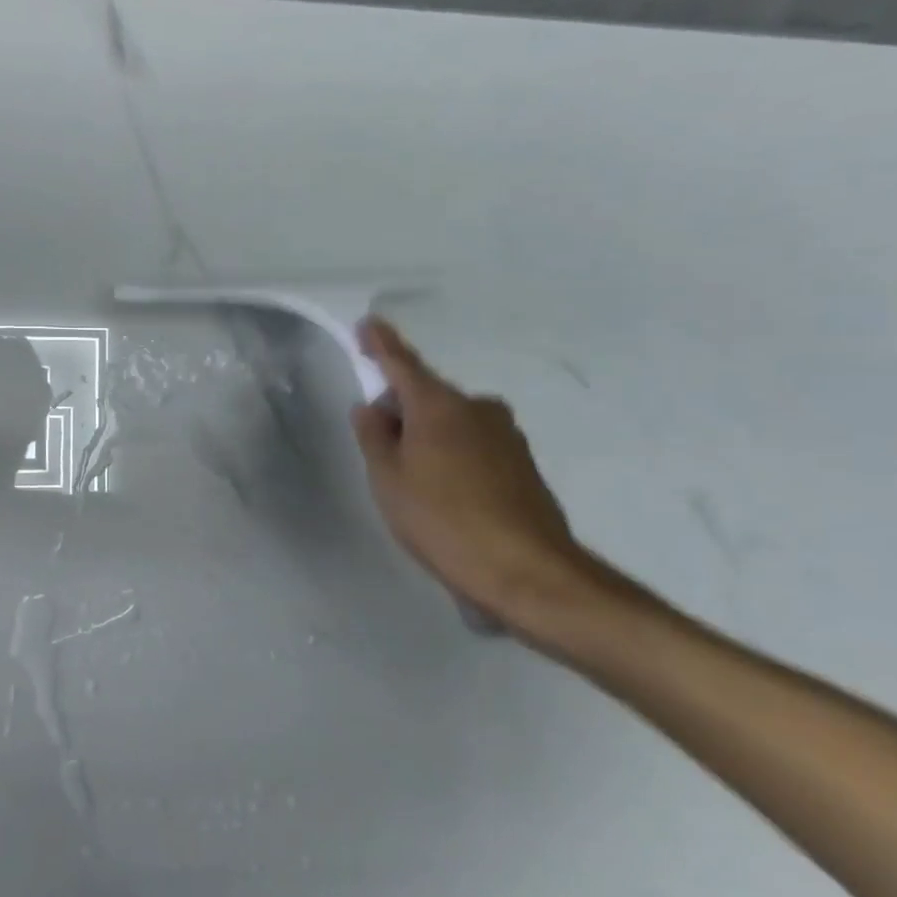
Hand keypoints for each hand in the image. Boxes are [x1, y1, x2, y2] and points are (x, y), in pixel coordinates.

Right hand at [350, 319, 584, 632]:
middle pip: (428, 398)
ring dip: (428, 438)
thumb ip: (374, 437)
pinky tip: (446, 498)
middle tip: (379, 446)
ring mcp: (507, 437)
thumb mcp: (388, 479)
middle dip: (401, 411)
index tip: (369, 324)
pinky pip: (474, 447)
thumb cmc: (442, 520)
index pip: (402, 365)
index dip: (382, 345)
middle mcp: (478, 410)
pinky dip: (453, 458)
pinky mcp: (523, 465)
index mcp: (440, 406)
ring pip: (452, 424)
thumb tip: (372, 408)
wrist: (527, 573)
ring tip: (413, 482)